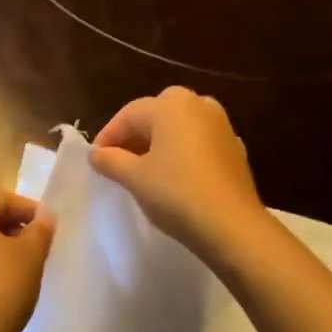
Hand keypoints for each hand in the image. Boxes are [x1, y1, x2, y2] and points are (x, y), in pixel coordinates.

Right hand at [89, 86, 270, 262]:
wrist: (233, 226)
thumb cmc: (177, 193)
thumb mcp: (135, 178)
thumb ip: (110, 160)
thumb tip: (96, 154)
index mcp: (171, 105)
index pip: (129, 115)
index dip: (108, 136)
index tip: (95, 159)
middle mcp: (198, 104)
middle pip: (156, 114)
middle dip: (135, 135)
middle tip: (119, 160)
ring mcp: (221, 125)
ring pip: (180, 126)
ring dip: (160, 142)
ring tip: (145, 169)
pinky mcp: (235, 148)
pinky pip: (199, 142)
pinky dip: (183, 151)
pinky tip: (176, 175)